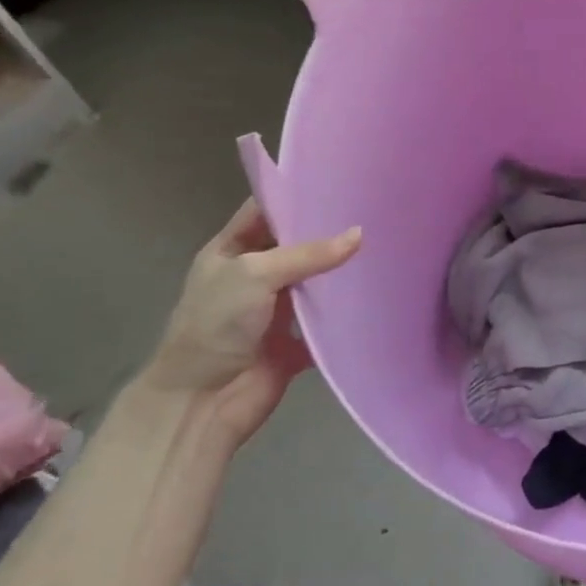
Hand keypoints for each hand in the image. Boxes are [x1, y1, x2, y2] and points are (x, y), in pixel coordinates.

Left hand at [140, 201, 360, 448]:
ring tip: (384, 244)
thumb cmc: (217, 325)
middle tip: (372, 210)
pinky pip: (326, 320)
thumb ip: (308, 254)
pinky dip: (346, 311)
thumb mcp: (256, 274)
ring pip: (314, 282)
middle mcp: (253, 277)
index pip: (264, 213)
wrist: (202, 402)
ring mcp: (275, 310)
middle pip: (295, 246)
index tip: (337, 182)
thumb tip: (359, 234)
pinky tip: (377, 291)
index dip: (294, 197)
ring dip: (340, 271)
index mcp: (230, 253)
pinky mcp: (295, 341)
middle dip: (328, 232)